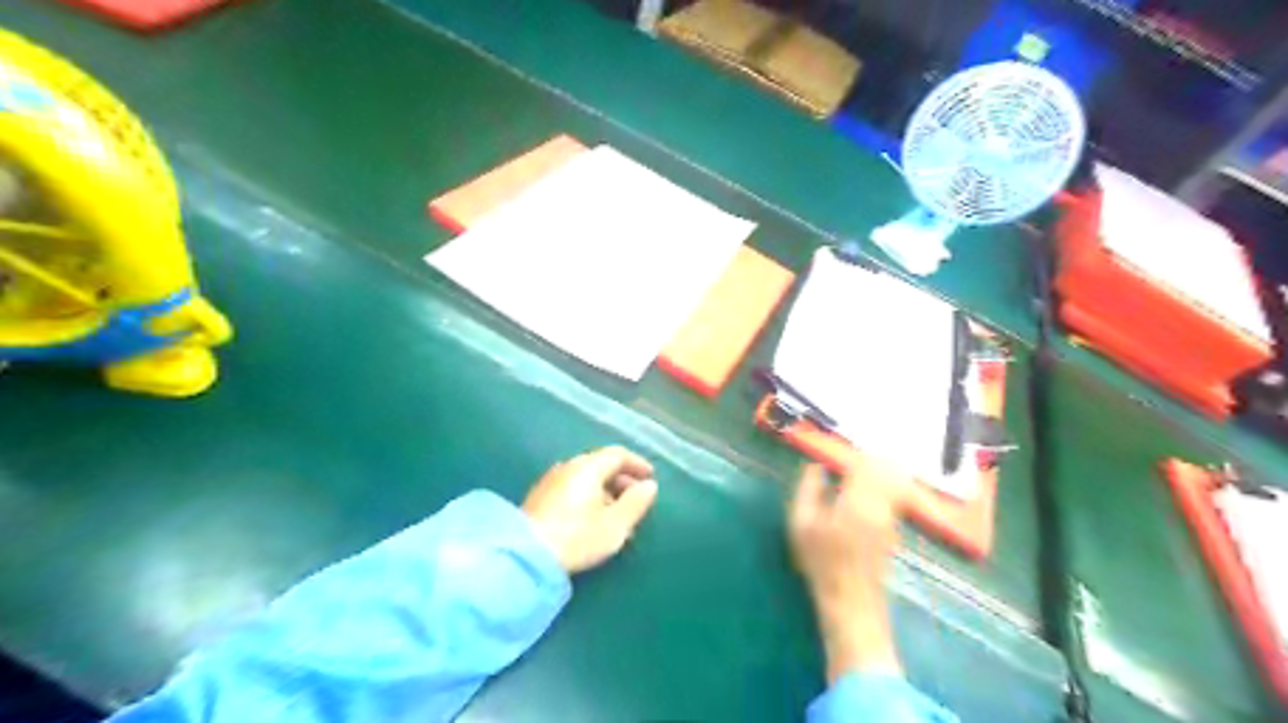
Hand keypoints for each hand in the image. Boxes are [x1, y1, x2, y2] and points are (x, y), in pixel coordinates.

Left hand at [522, 446, 658, 574]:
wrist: (525, 556)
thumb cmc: (577, 537)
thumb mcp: (615, 525)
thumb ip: (636, 503)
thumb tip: (649, 486)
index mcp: (587, 467)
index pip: (618, 454)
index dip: (637, 464)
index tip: (650, 478)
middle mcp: (568, 467)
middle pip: (601, 464)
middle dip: (622, 480)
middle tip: (636, 500)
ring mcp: (550, 481)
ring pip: (586, 478)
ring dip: (606, 491)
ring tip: (617, 515)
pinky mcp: (539, 498)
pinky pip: (572, 489)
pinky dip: (589, 497)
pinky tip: (593, 520)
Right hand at [790, 457, 910, 683]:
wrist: (852, 603)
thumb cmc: (822, 563)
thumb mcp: (802, 523)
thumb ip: (809, 489)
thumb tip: (816, 467)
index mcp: (859, 499)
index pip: (864, 461)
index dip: (850, 452)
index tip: (834, 453)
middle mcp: (882, 504)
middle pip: (883, 467)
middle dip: (865, 459)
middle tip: (844, 461)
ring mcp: (891, 518)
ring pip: (890, 482)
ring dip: (874, 473)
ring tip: (850, 477)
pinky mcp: (893, 530)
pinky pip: (890, 497)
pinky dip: (878, 489)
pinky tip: (858, 498)